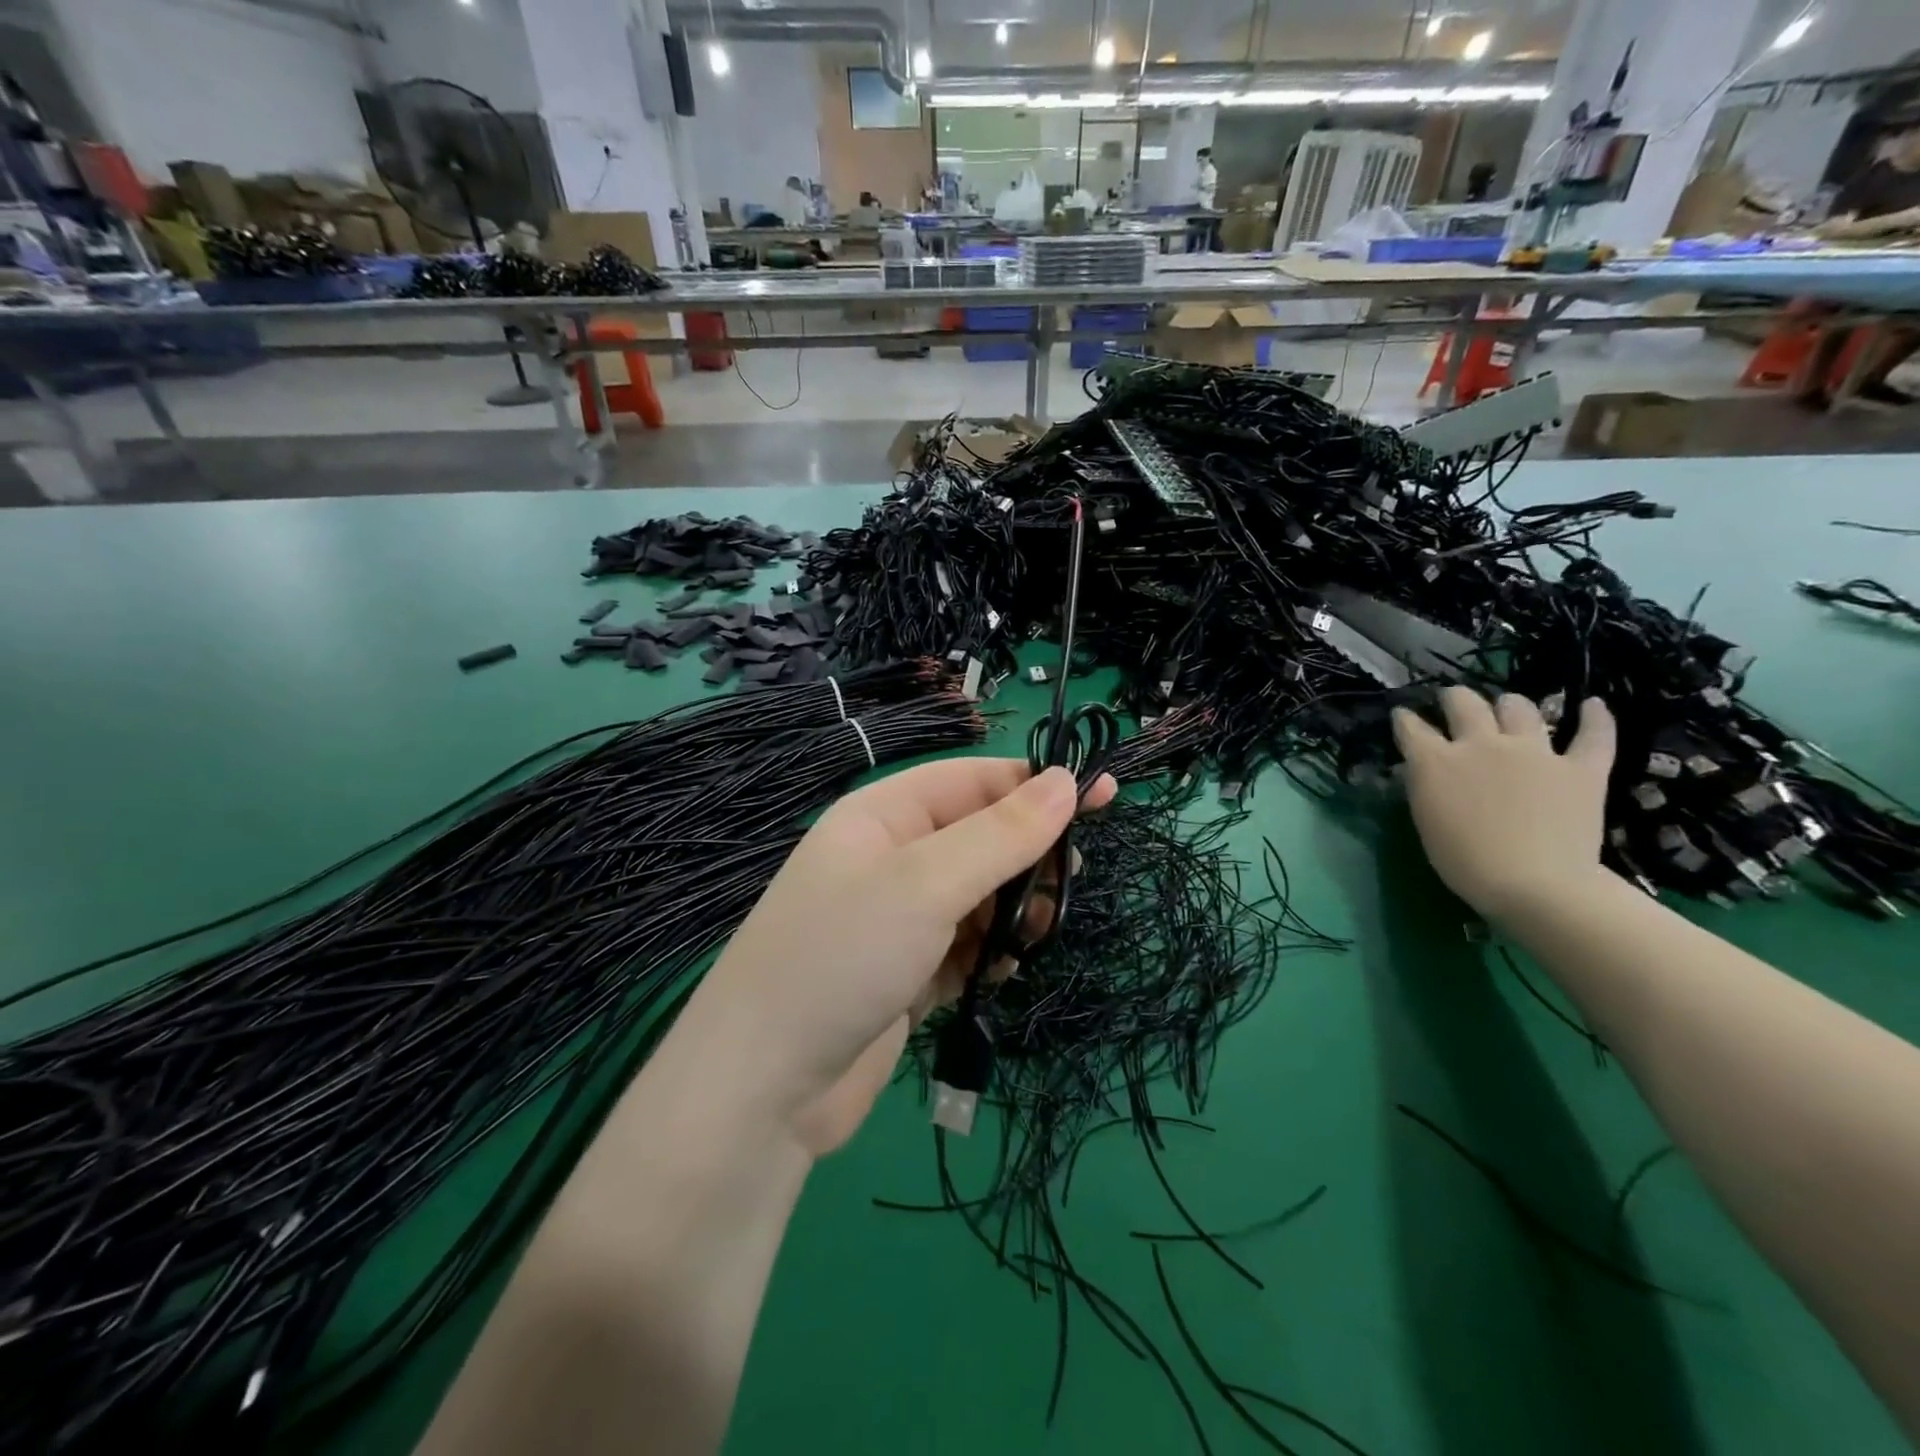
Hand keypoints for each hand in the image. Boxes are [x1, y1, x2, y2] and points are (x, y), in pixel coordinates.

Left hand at [684, 759, 1115, 1157]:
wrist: (765, 1088)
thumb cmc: (842, 957)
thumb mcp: (926, 883)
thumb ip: (1001, 834)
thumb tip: (1068, 780)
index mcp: (884, 815)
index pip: (974, 780)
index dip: (1037, 785)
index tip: (1104, 797)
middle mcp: (891, 858)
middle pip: (982, 837)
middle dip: (1029, 856)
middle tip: (1071, 882)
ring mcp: (898, 918)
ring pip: (981, 894)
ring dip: (1015, 910)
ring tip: (1034, 937)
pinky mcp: (907, 971)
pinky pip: (967, 945)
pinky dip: (991, 954)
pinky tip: (998, 975)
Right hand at [1392, 688, 1614, 923]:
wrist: (1535, 886)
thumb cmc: (1465, 862)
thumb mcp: (1427, 820)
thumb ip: (1425, 786)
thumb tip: (1422, 768)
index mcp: (1436, 761)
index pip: (1411, 727)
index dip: (1405, 719)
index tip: (1404, 717)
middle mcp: (1481, 744)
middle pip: (1464, 702)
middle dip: (1454, 699)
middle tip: (1454, 704)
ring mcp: (1534, 752)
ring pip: (1519, 708)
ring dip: (1509, 705)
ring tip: (1509, 710)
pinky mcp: (1580, 768)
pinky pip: (1593, 734)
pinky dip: (1595, 717)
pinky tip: (1592, 705)